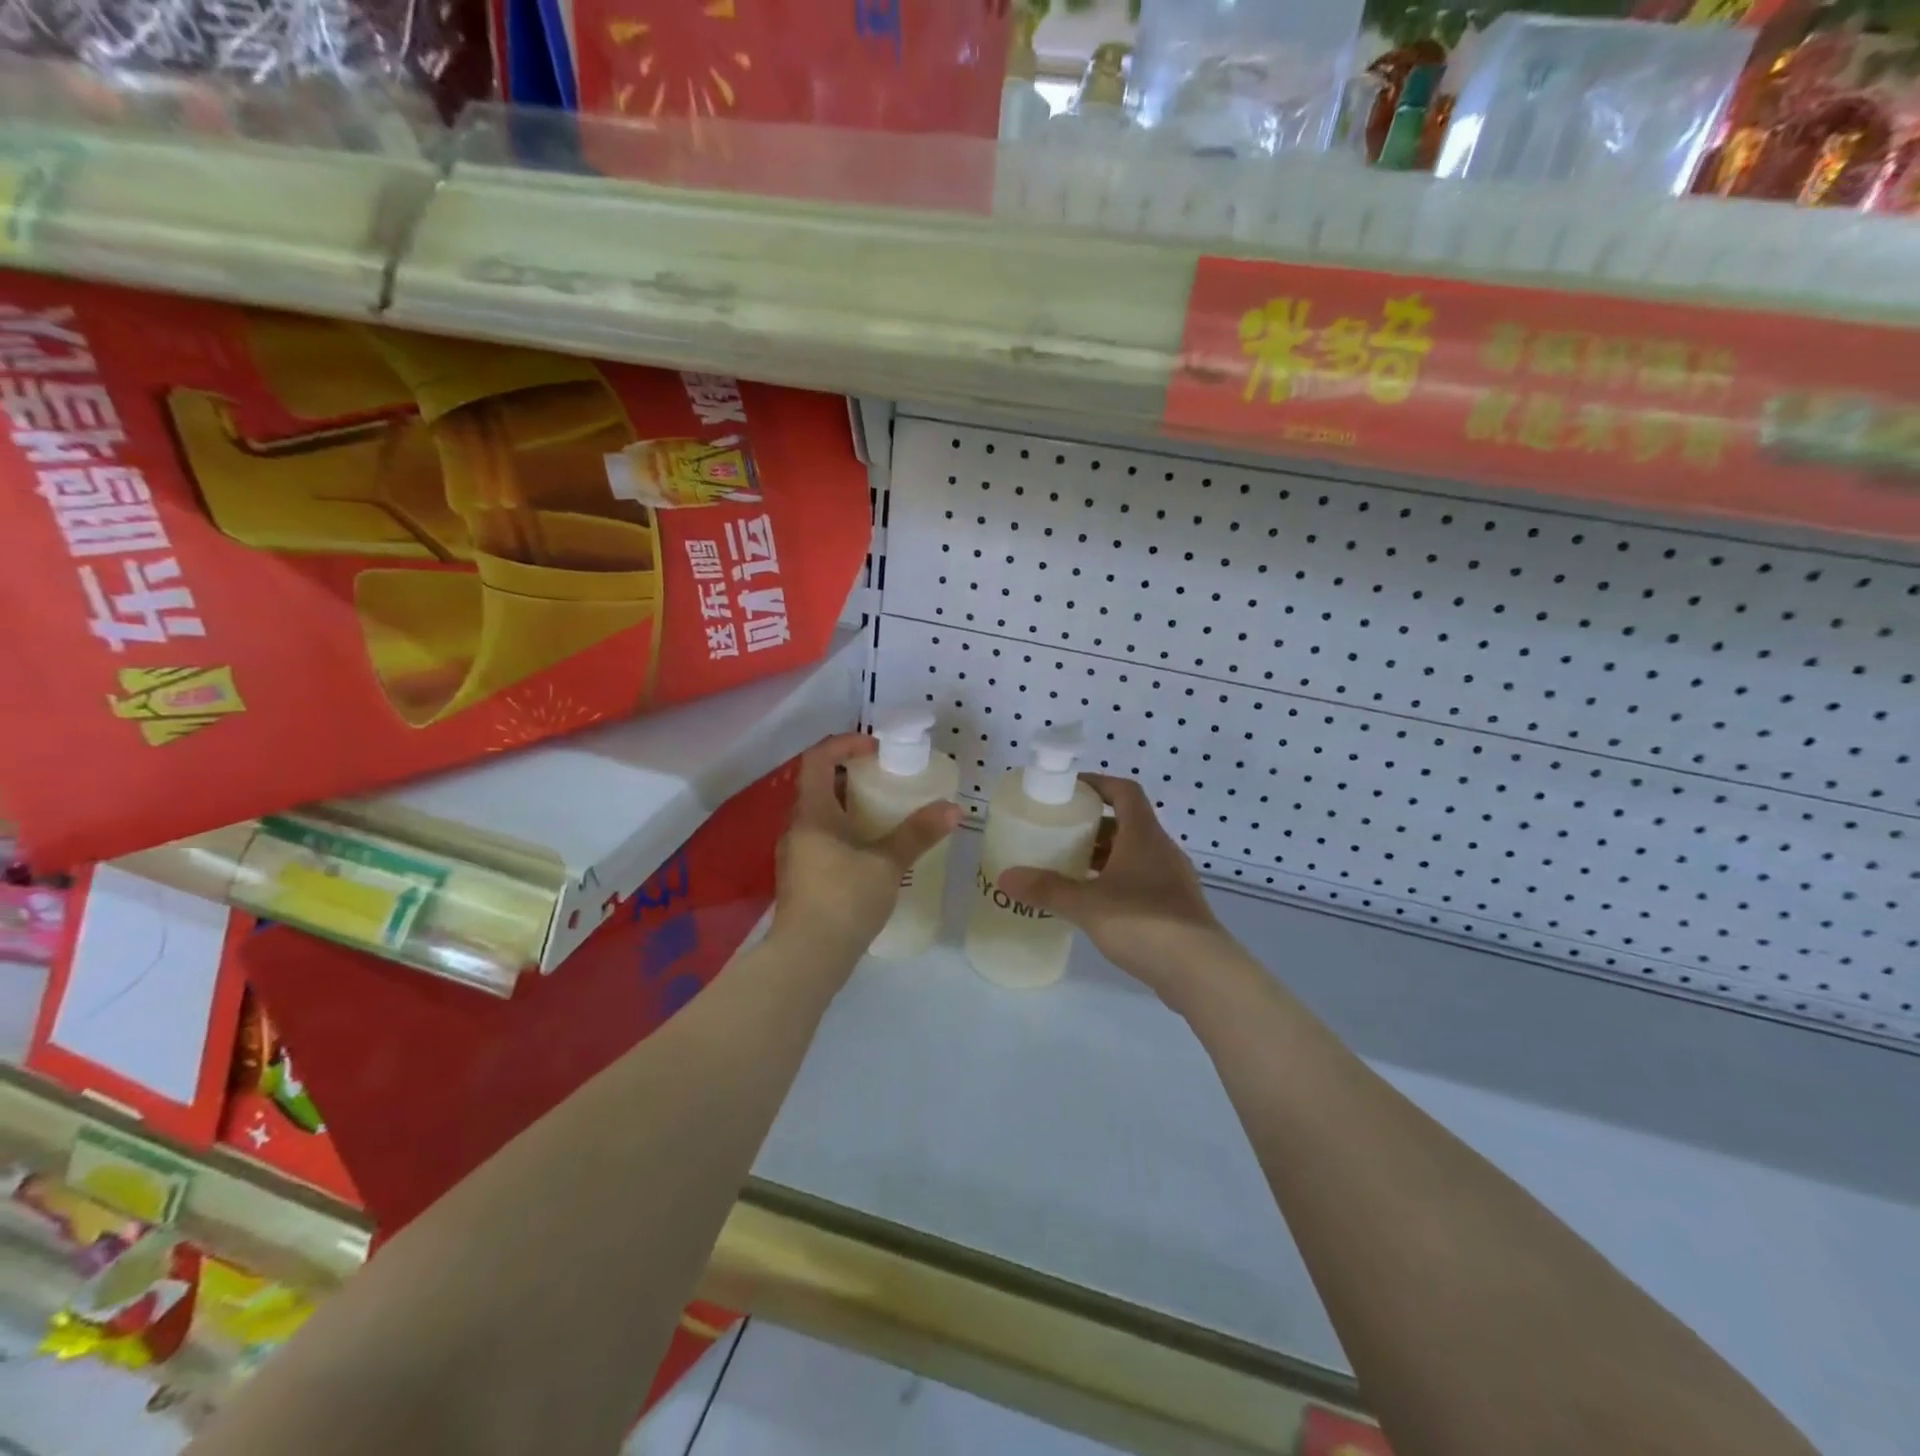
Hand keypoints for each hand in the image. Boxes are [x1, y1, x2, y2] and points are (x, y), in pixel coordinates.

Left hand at [771, 733, 959, 965]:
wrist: (806, 959)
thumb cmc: (844, 900)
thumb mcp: (887, 864)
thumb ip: (918, 834)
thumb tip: (953, 809)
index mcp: (812, 813)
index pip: (818, 759)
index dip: (845, 744)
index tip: (877, 748)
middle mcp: (797, 827)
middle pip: (820, 785)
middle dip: (852, 775)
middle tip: (887, 778)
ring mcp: (795, 854)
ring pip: (821, 815)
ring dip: (849, 806)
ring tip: (885, 813)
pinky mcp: (801, 878)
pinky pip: (821, 839)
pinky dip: (845, 832)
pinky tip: (871, 851)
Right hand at [997, 774, 1229, 1003]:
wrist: (1200, 971)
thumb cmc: (1143, 922)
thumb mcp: (1086, 905)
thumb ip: (1047, 889)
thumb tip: (1005, 877)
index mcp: (1144, 835)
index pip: (1124, 792)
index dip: (1099, 784)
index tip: (1070, 790)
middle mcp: (1161, 850)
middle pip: (1126, 824)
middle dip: (1093, 827)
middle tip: (1060, 835)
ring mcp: (1172, 880)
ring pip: (1134, 855)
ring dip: (1104, 858)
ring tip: (1070, 870)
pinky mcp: (1176, 908)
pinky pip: (1141, 881)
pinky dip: (1117, 883)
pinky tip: (1095, 905)